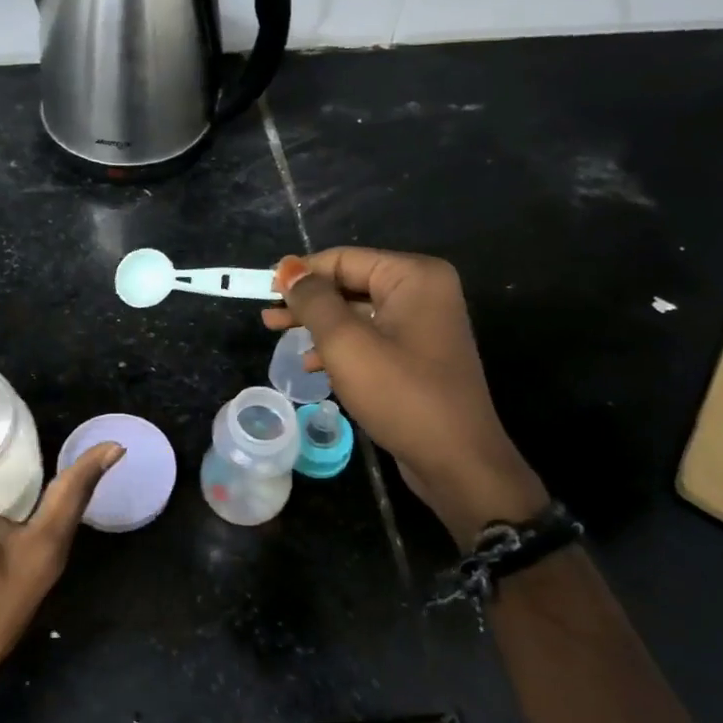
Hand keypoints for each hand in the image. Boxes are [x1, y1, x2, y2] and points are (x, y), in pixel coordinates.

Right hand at [266, 249, 545, 543]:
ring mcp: (423, 325)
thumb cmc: (401, 395)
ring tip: (278, 336)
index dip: (301, 273)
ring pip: (356, 312)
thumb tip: (288, 269)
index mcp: (414, 277)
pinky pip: (370, 337)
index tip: (264, 291)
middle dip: (307, 301)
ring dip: (318, 325)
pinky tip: (312, 365)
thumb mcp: (346, 343)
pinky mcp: (418, 355)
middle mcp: (423, 292)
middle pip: (350, 283)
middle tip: (267, 316)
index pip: (344, 259)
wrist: (458, 463)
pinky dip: (340, 347)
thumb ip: (314, 301)